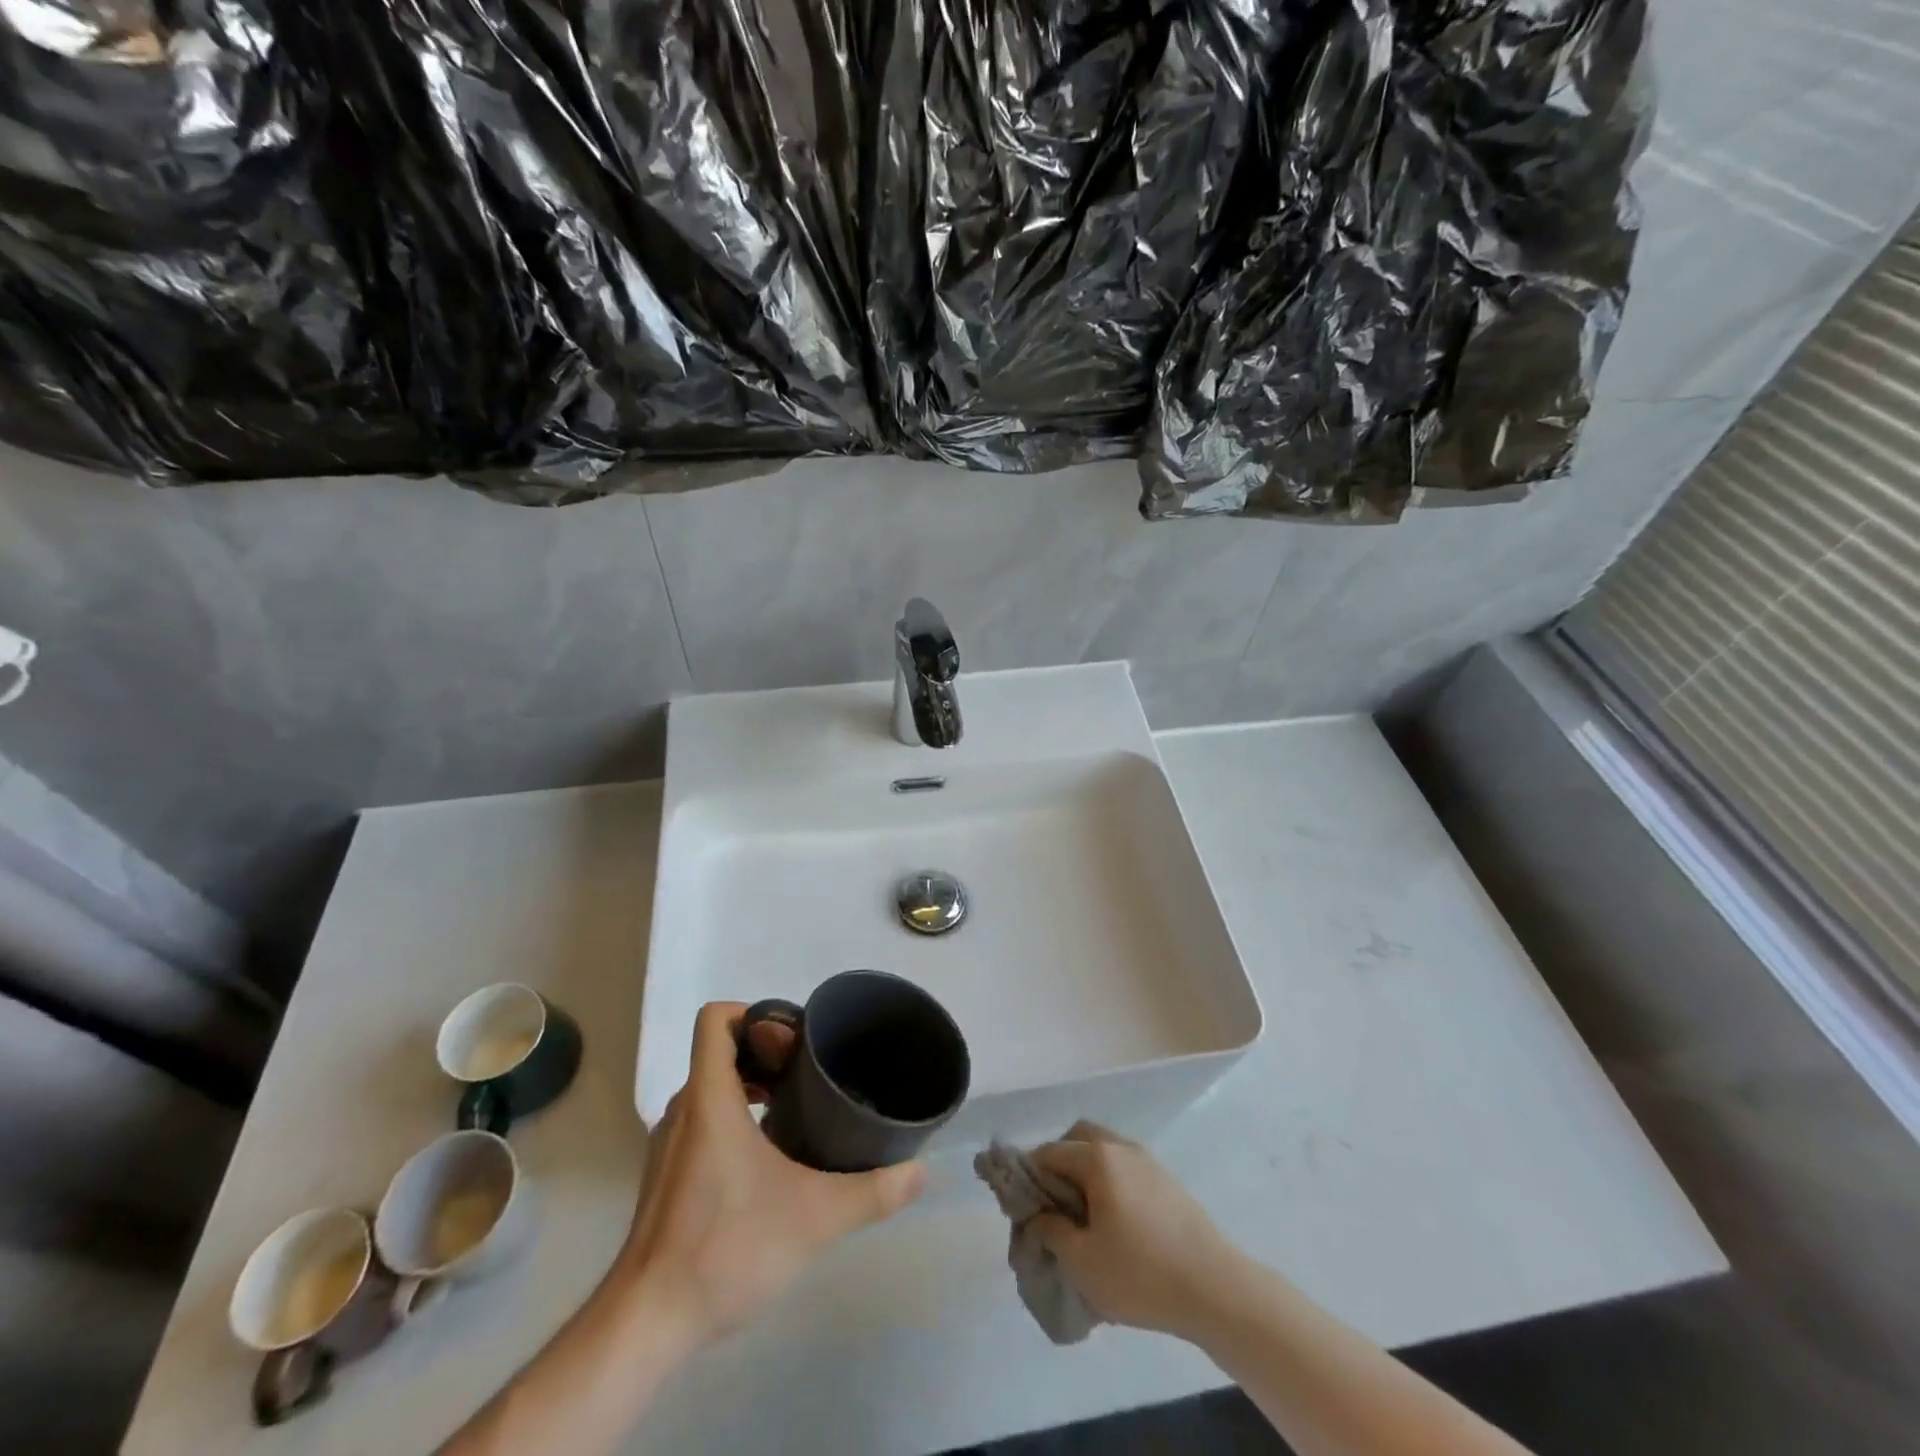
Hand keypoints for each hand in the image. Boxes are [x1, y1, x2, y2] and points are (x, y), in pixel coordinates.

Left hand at [614, 1001, 926, 1347]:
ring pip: (709, 1088)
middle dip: (764, 1052)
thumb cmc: (726, 1249)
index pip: (716, 1019)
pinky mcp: (664, 1177)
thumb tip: (920, 1173)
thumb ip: (872, 1192)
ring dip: (750, 1086)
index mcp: (710, 1098)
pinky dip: (733, 1118)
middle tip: (807, 1075)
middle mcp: (684, 1110)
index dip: (754, 1014)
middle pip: (718, 1051)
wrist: (646, 1324)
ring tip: (794, 1111)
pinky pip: (700, 1121)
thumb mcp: (814, 1218)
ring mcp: (668, 1145)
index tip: (794, 1041)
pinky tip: (766, 1159)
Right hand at [1029, 1121, 1242, 1339]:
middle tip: (1053, 1204)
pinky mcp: (1168, 1182)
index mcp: (1097, 1158)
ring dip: (1087, 1172)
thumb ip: (1051, 1232)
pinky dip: (1111, 1183)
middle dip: (1059, 1163)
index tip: (1022, 1207)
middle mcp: (1122, 1147)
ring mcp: (1149, 1162)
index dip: (1028, 1176)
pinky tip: (1115, 1224)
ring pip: (1105, 1151)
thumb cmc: (1141, 1273)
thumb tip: (1038, 1216)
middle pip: (1079, 1138)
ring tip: (1084, 1218)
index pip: (1049, 1152)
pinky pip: (1126, 1169)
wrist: (1215, 1288)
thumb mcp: (1082, 1262)